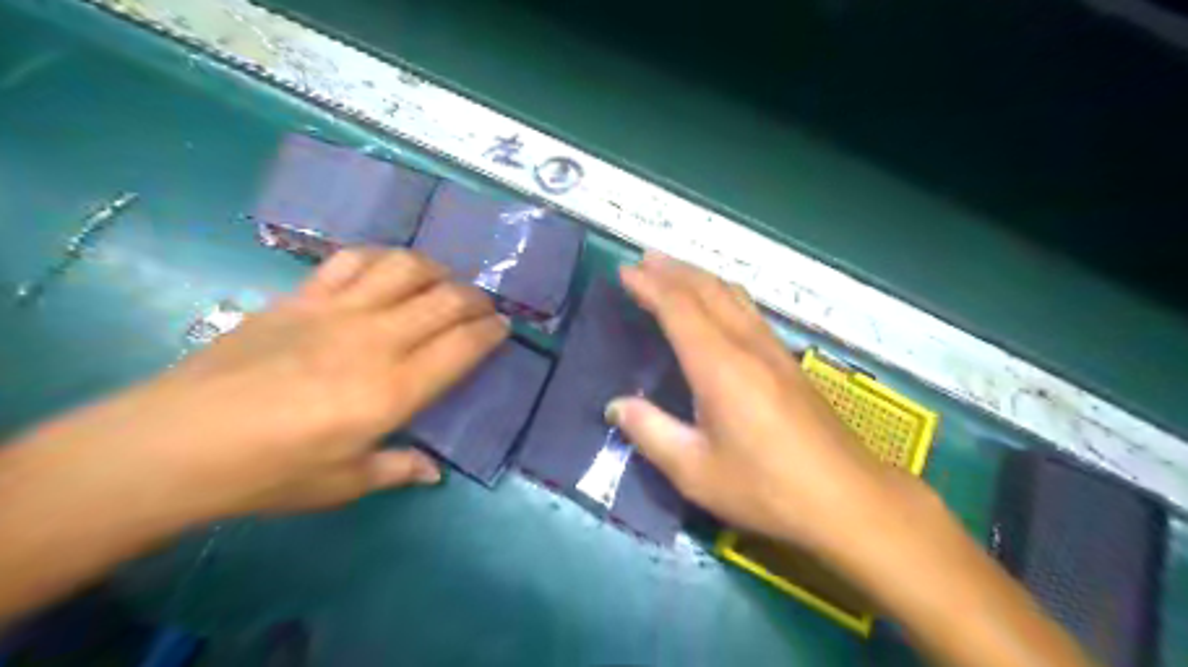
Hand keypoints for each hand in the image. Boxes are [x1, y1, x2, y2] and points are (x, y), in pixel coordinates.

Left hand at [22, 246, 505, 521]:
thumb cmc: (267, 473)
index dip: (491, 332)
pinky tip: (388, 270)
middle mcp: (376, 340)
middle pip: (446, 300)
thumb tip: (433, 471)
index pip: (463, 346)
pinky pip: (353, 260)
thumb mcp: (342, 483)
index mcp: (394, 391)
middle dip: (476, 298)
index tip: (503, 328)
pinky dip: (382, 257)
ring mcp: (338, 311)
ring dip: (436, 270)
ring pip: (405, 268)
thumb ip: (397, 468)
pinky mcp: (302, 296)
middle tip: (484, 307)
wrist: (174, 443)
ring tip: (443, 282)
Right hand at [606, 253, 932, 549]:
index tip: (625, 272)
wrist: (848, 499)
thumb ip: (651, 432)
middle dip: (673, 271)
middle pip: (708, 291)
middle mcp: (747, 346)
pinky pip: (749, 310)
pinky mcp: (789, 362)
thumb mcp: (696, 471)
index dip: (650, 286)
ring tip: (674, 271)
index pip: (679, 308)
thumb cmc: (766, 488)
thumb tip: (616, 406)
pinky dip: (723, 295)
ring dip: (699, 277)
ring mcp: (773, 350)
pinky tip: (719, 305)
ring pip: (733, 295)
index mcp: (720, 366)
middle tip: (645, 260)